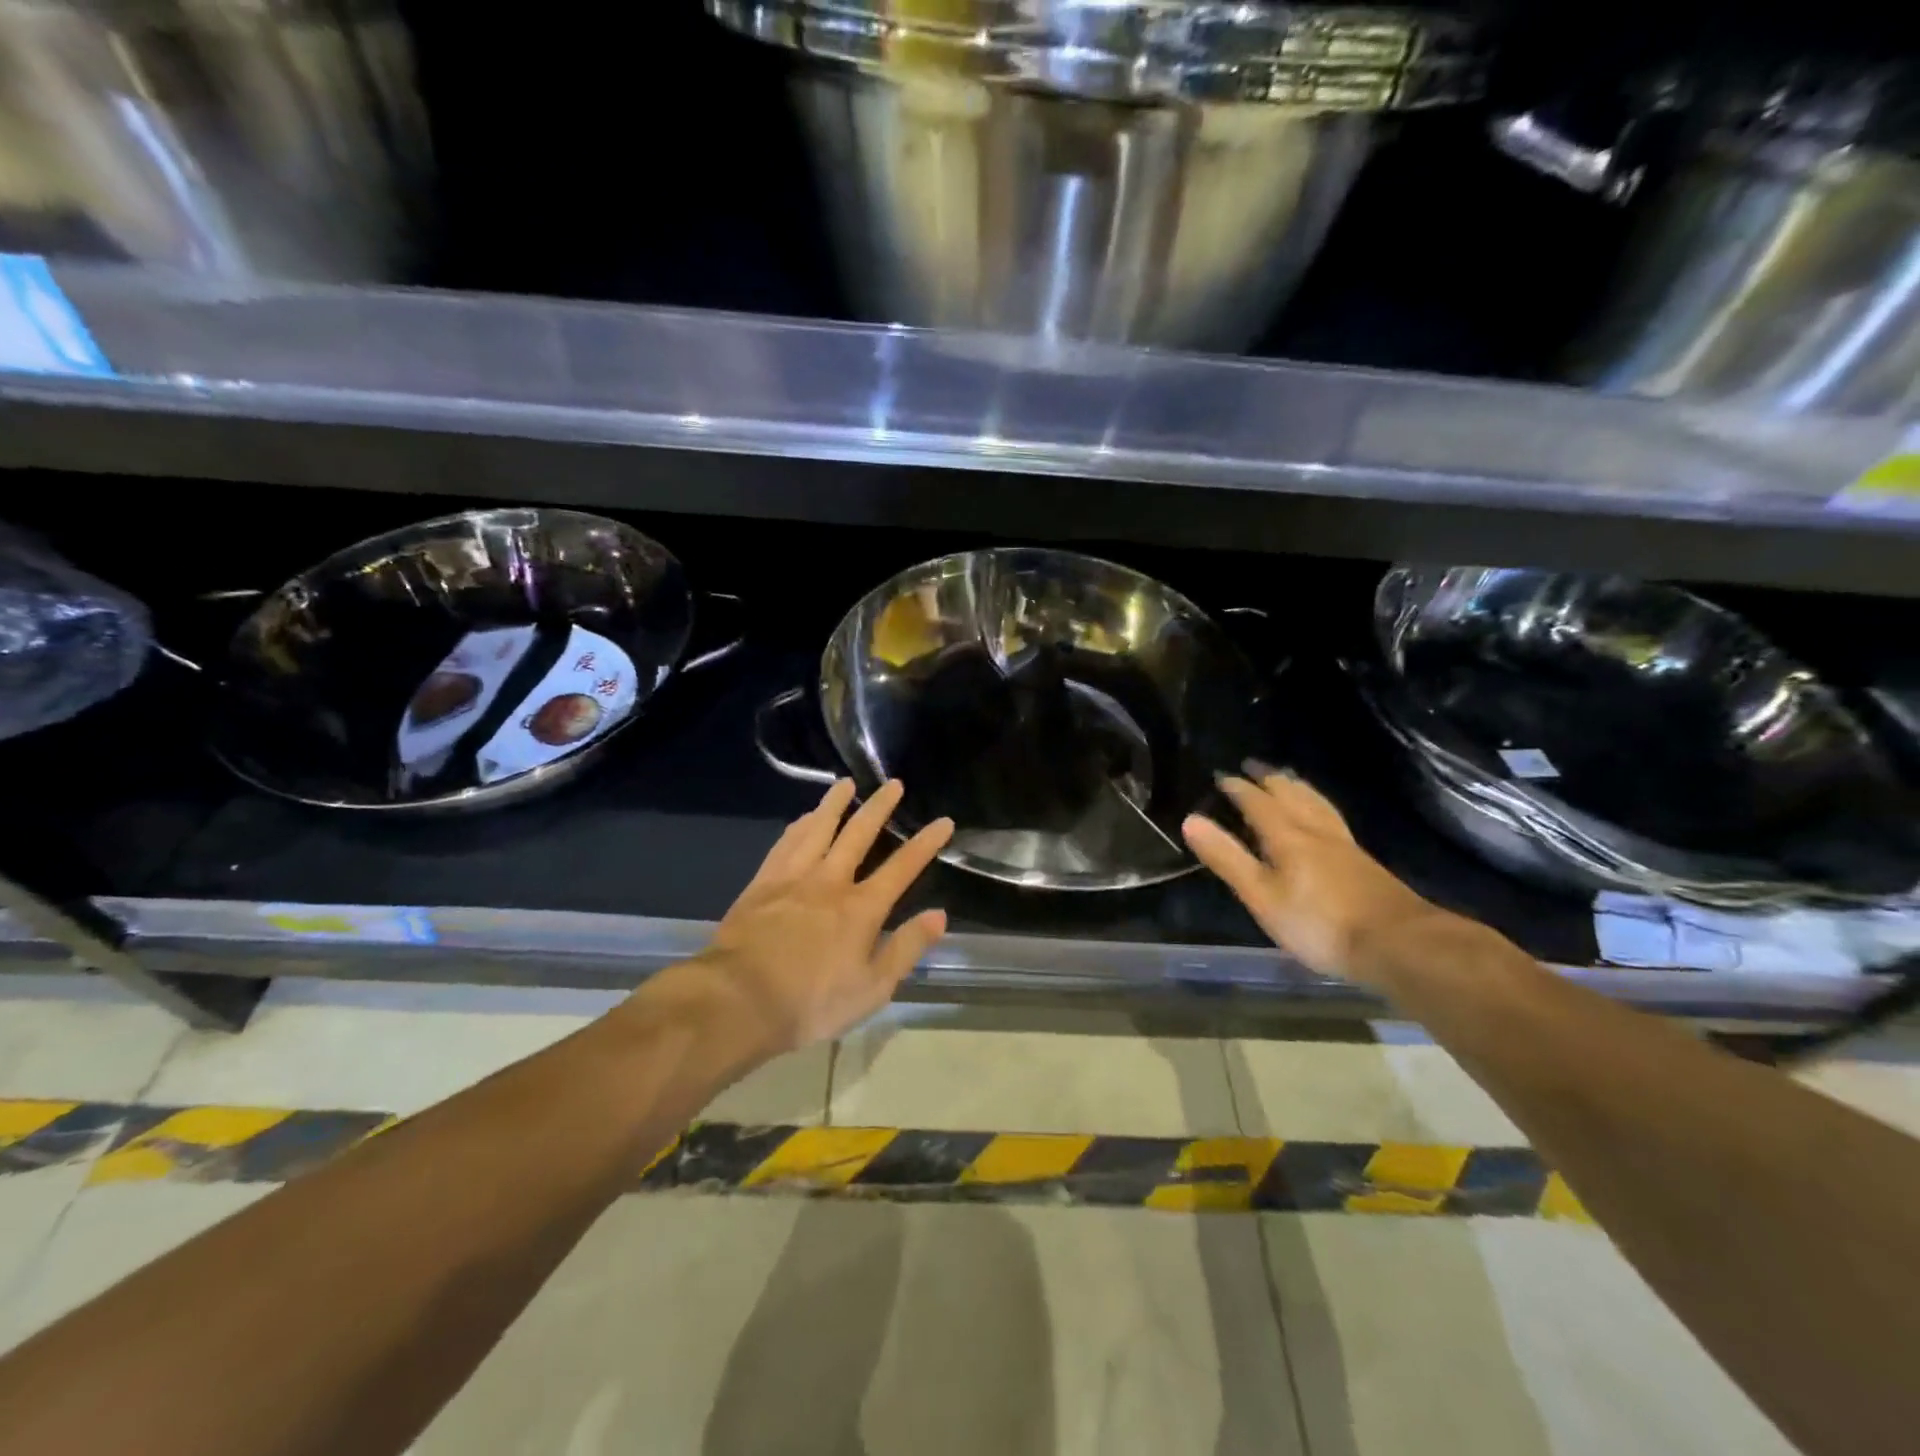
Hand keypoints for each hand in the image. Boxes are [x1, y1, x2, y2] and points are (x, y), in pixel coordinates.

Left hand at [686, 778, 953, 1054]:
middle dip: (879, 808)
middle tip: (893, 783)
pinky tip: (803, 818)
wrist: (738, 1000)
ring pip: (818, 829)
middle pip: (858, 834)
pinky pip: (785, 844)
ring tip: (846, 783)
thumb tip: (939, 915)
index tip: (943, 821)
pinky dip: (798, 827)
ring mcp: (792, 878)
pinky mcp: (762, 884)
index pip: (902, 867)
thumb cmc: (811, 1002)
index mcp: (861, 908)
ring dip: (834, 804)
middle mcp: (830, 881)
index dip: (925, 843)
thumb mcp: (872, 988)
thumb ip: (906, 948)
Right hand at [1183, 768, 1440, 985]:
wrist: (1397, 943)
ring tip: (1286, 778)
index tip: (1221, 776)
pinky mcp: (1362, 861)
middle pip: (1291, 793)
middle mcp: (1315, 830)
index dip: (1237, 788)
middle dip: (1268, 778)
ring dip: (1296, 786)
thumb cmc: (1319, 923)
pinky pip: (1331, 816)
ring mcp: (1343, 844)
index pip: (1257, 801)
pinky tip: (1322, 816)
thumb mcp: (1262, 895)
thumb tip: (1191, 820)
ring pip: (1316, 802)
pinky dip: (1317, 804)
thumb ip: (1227, 858)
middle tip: (1252, 765)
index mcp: (1287, 835)